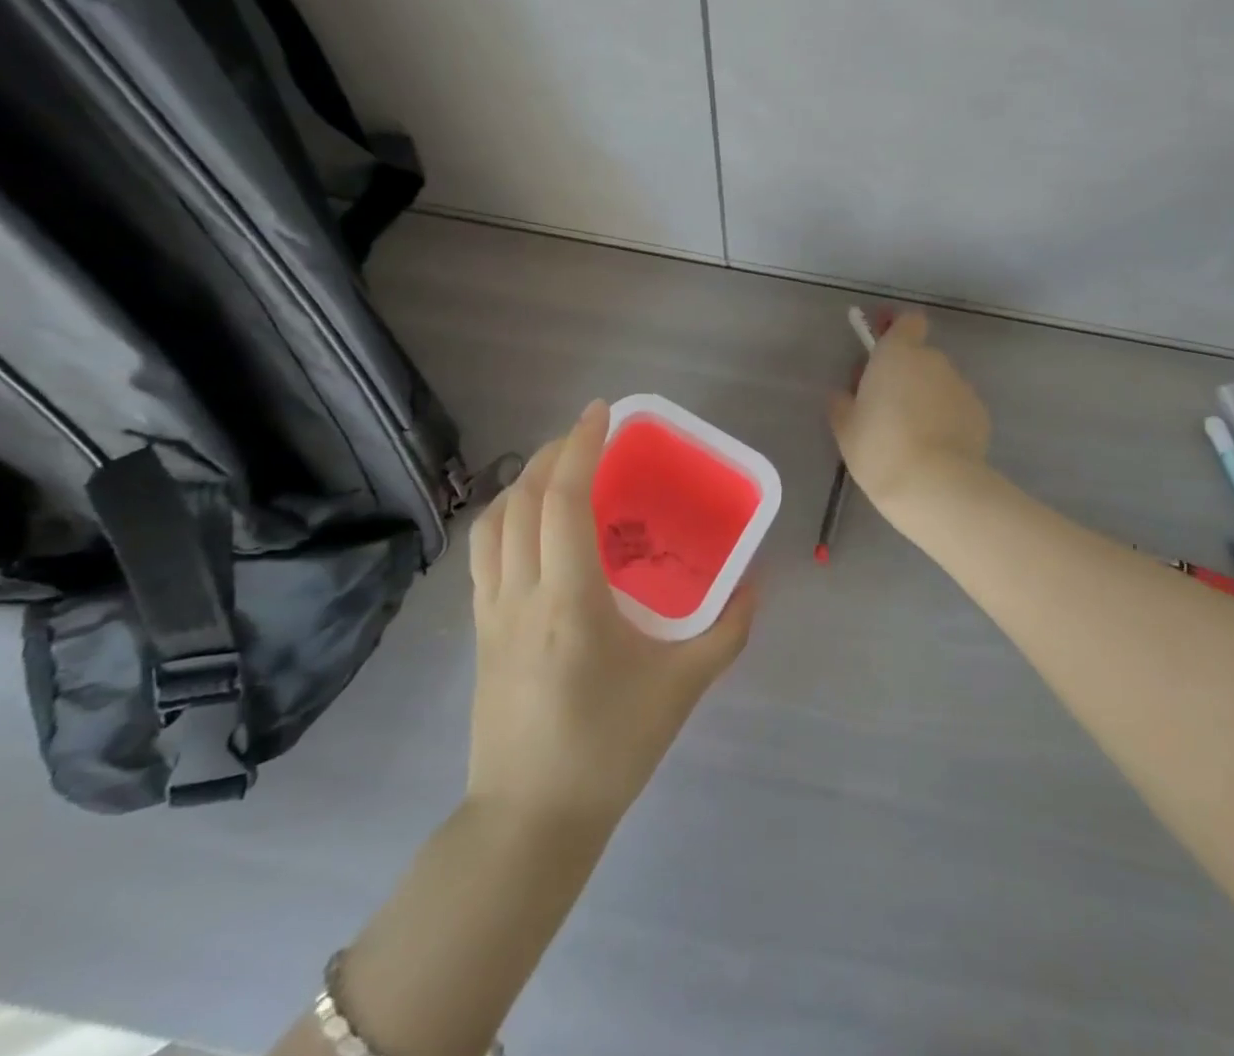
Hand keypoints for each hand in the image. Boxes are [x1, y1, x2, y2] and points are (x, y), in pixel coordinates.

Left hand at [467, 401, 753, 825]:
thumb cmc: (609, 749)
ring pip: (493, 523)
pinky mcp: (479, 633)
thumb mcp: (682, 688)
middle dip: (551, 454)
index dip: (579, 447)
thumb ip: (727, 632)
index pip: (563, 501)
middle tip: (587, 437)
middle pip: (521, 499)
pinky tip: (531, 527)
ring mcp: (491, 613)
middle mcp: (521, 594)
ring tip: (556, 471)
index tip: (600, 412)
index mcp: (570, 600)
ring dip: (521, 482)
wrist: (529, 822)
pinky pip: (484, 554)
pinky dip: (505, 518)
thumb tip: (754, 584)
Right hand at [829, 310, 990, 511]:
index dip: (896, 331)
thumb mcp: (845, 428)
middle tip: (886, 406)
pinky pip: (956, 408)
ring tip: (912, 435)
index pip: (907, 321)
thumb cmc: (879, 448)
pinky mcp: (980, 414)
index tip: (881, 351)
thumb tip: (845, 395)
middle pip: (920, 356)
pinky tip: (934, 449)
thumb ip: (843, 403)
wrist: (933, 484)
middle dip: (906, 374)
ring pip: (939, 383)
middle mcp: (933, 361)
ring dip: (927, 398)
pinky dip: (946, 420)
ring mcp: (961, 386)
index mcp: (898, 353)